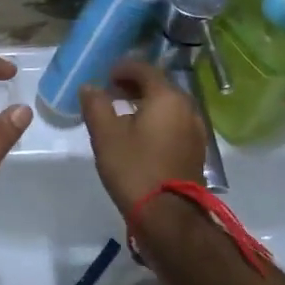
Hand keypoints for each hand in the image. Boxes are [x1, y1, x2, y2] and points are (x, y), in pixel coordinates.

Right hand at [78, 59, 207, 215]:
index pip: (144, 69)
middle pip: (159, 86)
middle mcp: (187, 108)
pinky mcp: (195, 150)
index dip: (122, 68)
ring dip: (145, 103)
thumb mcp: (105, 135)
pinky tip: (139, 135)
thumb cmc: (134, 169)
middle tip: (110, 93)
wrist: (167, 215)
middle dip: (134, 85)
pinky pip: (173, 123)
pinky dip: (156, 120)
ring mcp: (195, 130)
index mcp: (167, 98)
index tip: (105, 76)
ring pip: (167, 106)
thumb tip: (89, 87)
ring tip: (121, 114)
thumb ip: (96, 105)